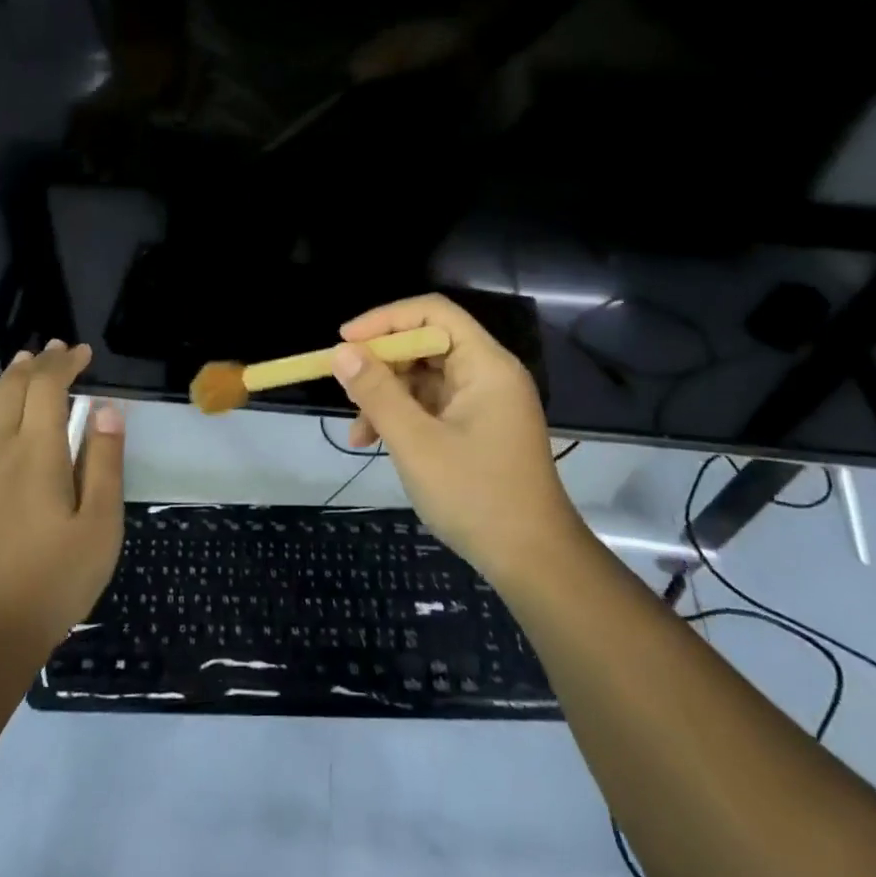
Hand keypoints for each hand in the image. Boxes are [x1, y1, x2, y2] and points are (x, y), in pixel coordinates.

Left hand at [0, 341, 124, 663]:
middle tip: (59, 353)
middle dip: (38, 364)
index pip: (48, 387)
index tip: (84, 354)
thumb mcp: (101, 525)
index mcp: (37, 452)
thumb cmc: (55, 580)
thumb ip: (104, 462)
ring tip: (23, 366)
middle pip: (13, 388)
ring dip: (5, 380)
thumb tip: (106, 409)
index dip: (66, 364)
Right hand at [332, 295, 584, 586]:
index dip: (386, 320)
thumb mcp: (416, 442)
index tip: (345, 341)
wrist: (533, 562)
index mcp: (485, 365)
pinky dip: (402, 419)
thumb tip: (342, 351)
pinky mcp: (477, 429)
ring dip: (386, 398)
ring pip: (424, 380)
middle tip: (345, 387)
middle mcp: (487, 375)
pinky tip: (374, 444)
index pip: (433, 313)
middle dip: (381, 365)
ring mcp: (483, 404)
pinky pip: (432, 407)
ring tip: (358, 432)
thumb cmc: (476, 495)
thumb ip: (377, 392)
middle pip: (426, 345)